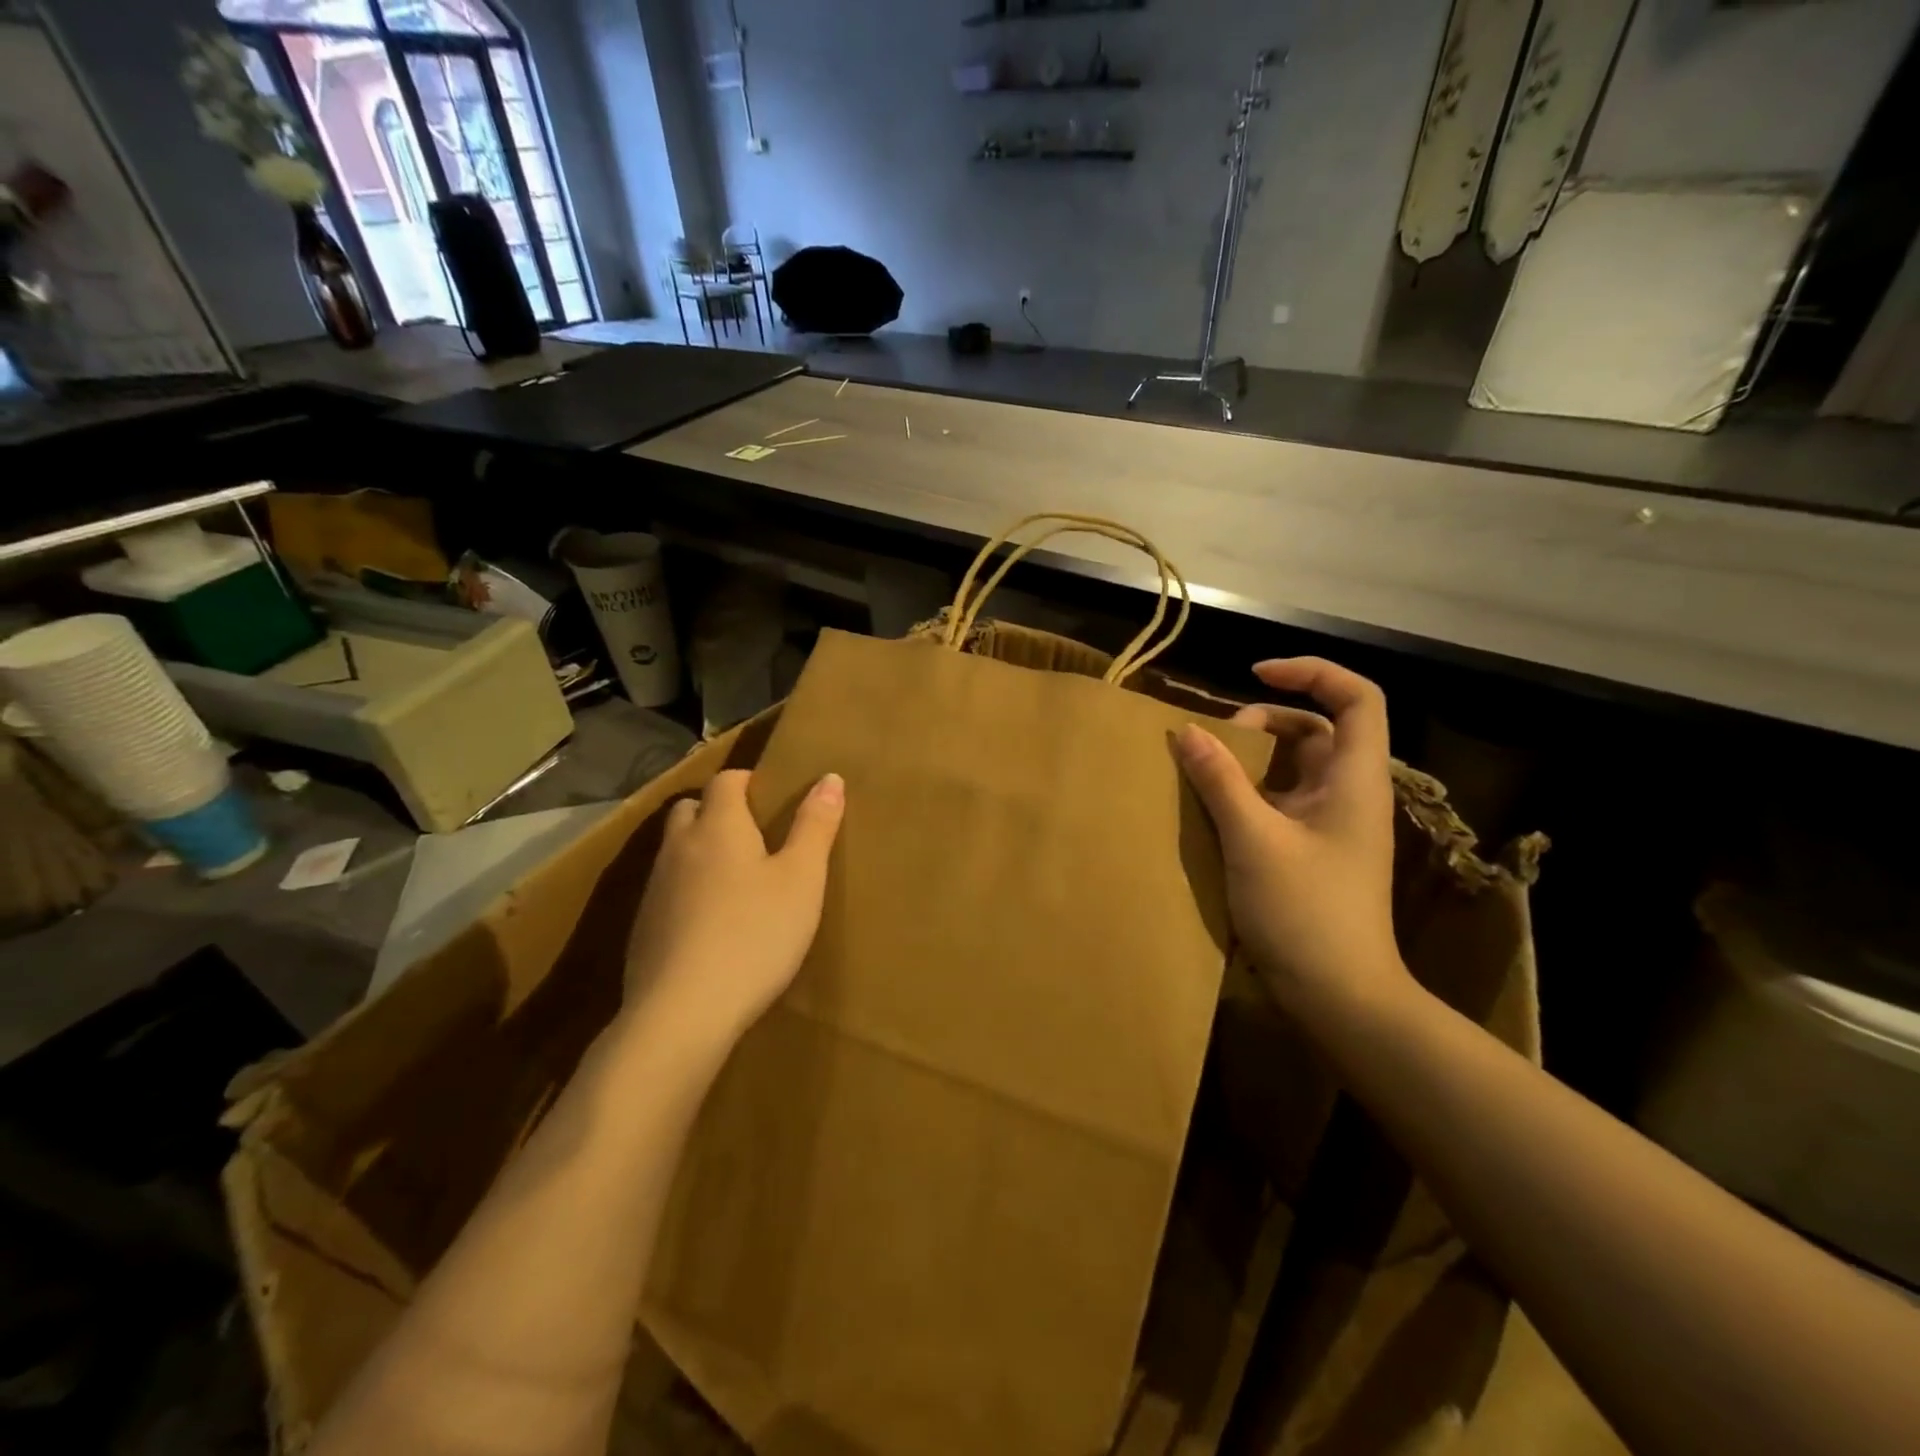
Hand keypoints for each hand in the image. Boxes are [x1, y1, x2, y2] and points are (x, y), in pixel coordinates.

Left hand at [624, 769, 844, 1044]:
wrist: (682, 1013)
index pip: (726, 780)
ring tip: (736, 880)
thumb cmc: (755, 934)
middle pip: (691, 809)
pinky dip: (687, 892)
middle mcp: (679, 847)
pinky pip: (667, 891)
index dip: (748, 781)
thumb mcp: (802, 880)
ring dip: (700, 852)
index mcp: (719, 826)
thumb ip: (815, 826)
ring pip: (676, 851)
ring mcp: (655, 889)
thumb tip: (829, 777)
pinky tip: (711, 924)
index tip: (772, 797)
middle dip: (717, 812)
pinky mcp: (643, 929)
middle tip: (754, 836)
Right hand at [1176, 659, 1409, 1019]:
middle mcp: (1348, 794)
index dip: (1311, 673)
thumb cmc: (1306, 913)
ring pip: (1292, 768)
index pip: (1356, 698)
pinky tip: (1210, 810)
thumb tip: (1187, 731)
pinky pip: (1279, 802)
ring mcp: (1330, 825)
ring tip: (1203, 773)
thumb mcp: (1254, 840)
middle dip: (1263, 724)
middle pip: (1315, 730)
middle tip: (1215, 744)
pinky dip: (1247, 794)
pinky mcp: (1311, 851)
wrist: (1340, 997)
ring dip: (1249, 762)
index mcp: (1355, 780)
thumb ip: (1220, 780)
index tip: (1255, 676)